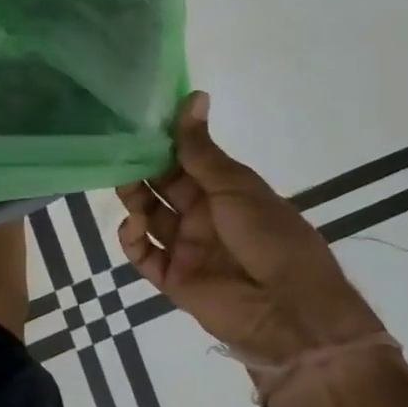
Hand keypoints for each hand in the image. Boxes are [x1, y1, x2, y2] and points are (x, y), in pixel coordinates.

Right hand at [116, 93, 382, 369]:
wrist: (291, 311)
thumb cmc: (270, 237)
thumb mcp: (236, 186)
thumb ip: (201, 148)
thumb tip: (193, 95)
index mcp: (223, 190)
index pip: (183, 160)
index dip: (161, 143)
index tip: (133, 122)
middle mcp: (202, 215)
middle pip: (161, 187)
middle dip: (140, 169)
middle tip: (116, 153)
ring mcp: (187, 247)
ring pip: (149, 217)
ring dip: (134, 200)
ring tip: (125, 188)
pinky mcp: (174, 279)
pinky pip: (144, 256)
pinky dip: (132, 240)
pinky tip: (133, 226)